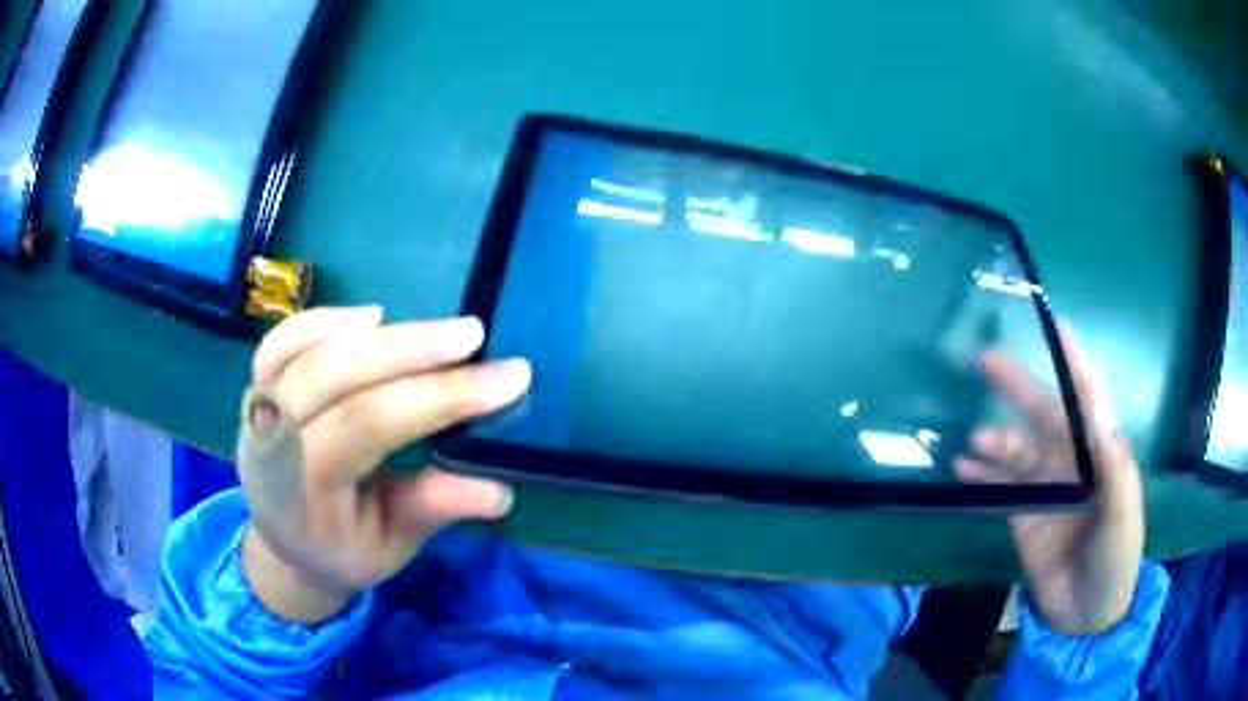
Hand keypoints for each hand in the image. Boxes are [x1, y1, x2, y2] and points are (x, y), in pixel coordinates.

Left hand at [238, 306, 528, 622]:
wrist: (286, 546)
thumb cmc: (344, 552)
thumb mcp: (392, 548)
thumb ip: (433, 510)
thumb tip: (498, 488)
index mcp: (303, 493)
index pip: (366, 427)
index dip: (435, 398)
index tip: (507, 379)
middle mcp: (270, 443)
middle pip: (332, 377)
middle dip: (408, 350)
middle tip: (473, 335)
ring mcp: (256, 409)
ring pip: (306, 351)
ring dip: (375, 333)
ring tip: (434, 330)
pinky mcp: (256, 386)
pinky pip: (280, 341)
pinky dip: (323, 320)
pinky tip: (372, 317)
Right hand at [955, 324, 1143, 635]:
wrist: (1089, 613)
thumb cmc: (1117, 557)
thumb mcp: (1124, 514)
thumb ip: (1115, 468)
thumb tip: (1100, 415)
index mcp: (1100, 451)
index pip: (1087, 398)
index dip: (1073, 361)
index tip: (1054, 324)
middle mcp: (1071, 460)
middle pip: (1042, 414)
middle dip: (1017, 387)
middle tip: (985, 361)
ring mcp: (1045, 488)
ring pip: (1016, 451)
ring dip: (994, 440)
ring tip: (972, 441)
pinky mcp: (1023, 516)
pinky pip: (999, 488)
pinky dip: (979, 477)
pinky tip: (960, 471)